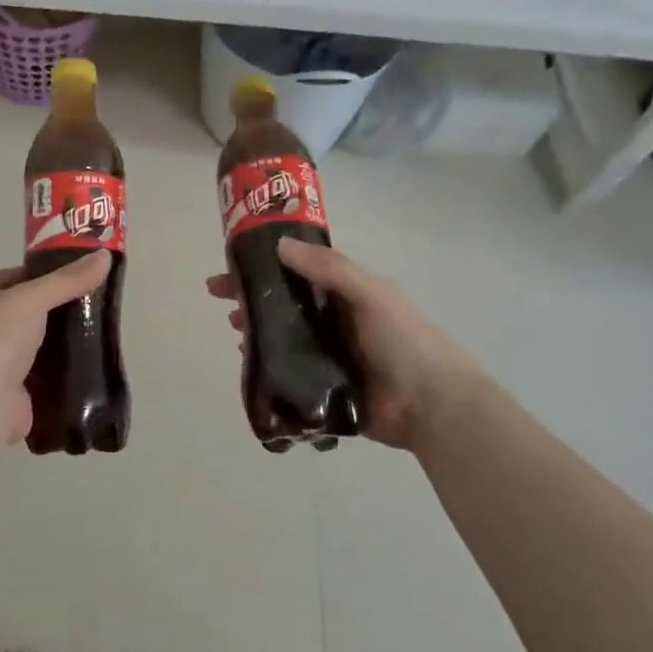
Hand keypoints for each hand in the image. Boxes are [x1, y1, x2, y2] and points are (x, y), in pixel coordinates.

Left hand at [0, 252, 112, 447]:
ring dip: (60, 340)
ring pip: (35, 342)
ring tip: (98, 331)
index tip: (83, 275)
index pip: (17, 276)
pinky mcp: (10, 390)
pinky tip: (87, 363)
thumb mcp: (33, 299)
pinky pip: (41, 372)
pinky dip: (60, 369)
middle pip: (27, 309)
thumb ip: (68, 279)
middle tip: (96, 304)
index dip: (48, 273)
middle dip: (58, 308)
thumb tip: (105, 255)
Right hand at [205, 238, 482, 452]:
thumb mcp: (371, 294)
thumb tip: (280, 244)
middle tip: (221, 299)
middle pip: (285, 305)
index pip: (299, 272)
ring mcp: (328, 357)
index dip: (267, 265)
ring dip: (257, 330)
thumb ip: (330, 269)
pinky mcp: (324, 390)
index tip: (233, 263)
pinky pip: (288, 373)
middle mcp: (335, 322)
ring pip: (283, 338)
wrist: (431, 406)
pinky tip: (251, 361)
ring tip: (235, 329)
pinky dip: (268, 365)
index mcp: (347, 296)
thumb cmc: (404, 341)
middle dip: (253, 298)